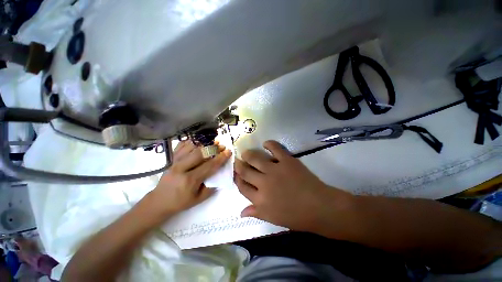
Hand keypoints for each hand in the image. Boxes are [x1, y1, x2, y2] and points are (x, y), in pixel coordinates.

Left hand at [149, 141, 231, 215]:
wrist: (159, 201)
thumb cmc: (180, 202)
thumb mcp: (198, 199)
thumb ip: (211, 187)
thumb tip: (221, 175)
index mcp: (190, 180)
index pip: (209, 166)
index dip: (220, 158)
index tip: (228, 152)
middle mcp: (182, 168)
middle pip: (200, 153)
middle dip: (213, 148)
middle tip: (221, 146)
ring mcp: (175, 162)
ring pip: (191, 147)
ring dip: (203, 144)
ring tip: (212, 143)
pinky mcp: (171, 160)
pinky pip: (181, 146)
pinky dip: (191, 142)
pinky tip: (198, 143)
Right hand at [234, 140, 352, 232]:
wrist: (319, 207)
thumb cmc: (296, 216)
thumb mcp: (272, 218)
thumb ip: (256, 212)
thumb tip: (241, 212)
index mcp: (260, 199)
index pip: (242, 187)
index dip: (237, 179)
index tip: (236, 174)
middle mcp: (263, 183)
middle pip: (245, 171)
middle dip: (239, 165)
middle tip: (237, 161)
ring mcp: (275, 170)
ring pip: (255, 159)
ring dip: (248, 154)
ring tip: (246, 152)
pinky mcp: (287, 161)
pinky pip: (275, 148)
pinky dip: (269, 144)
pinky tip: (265, 143)